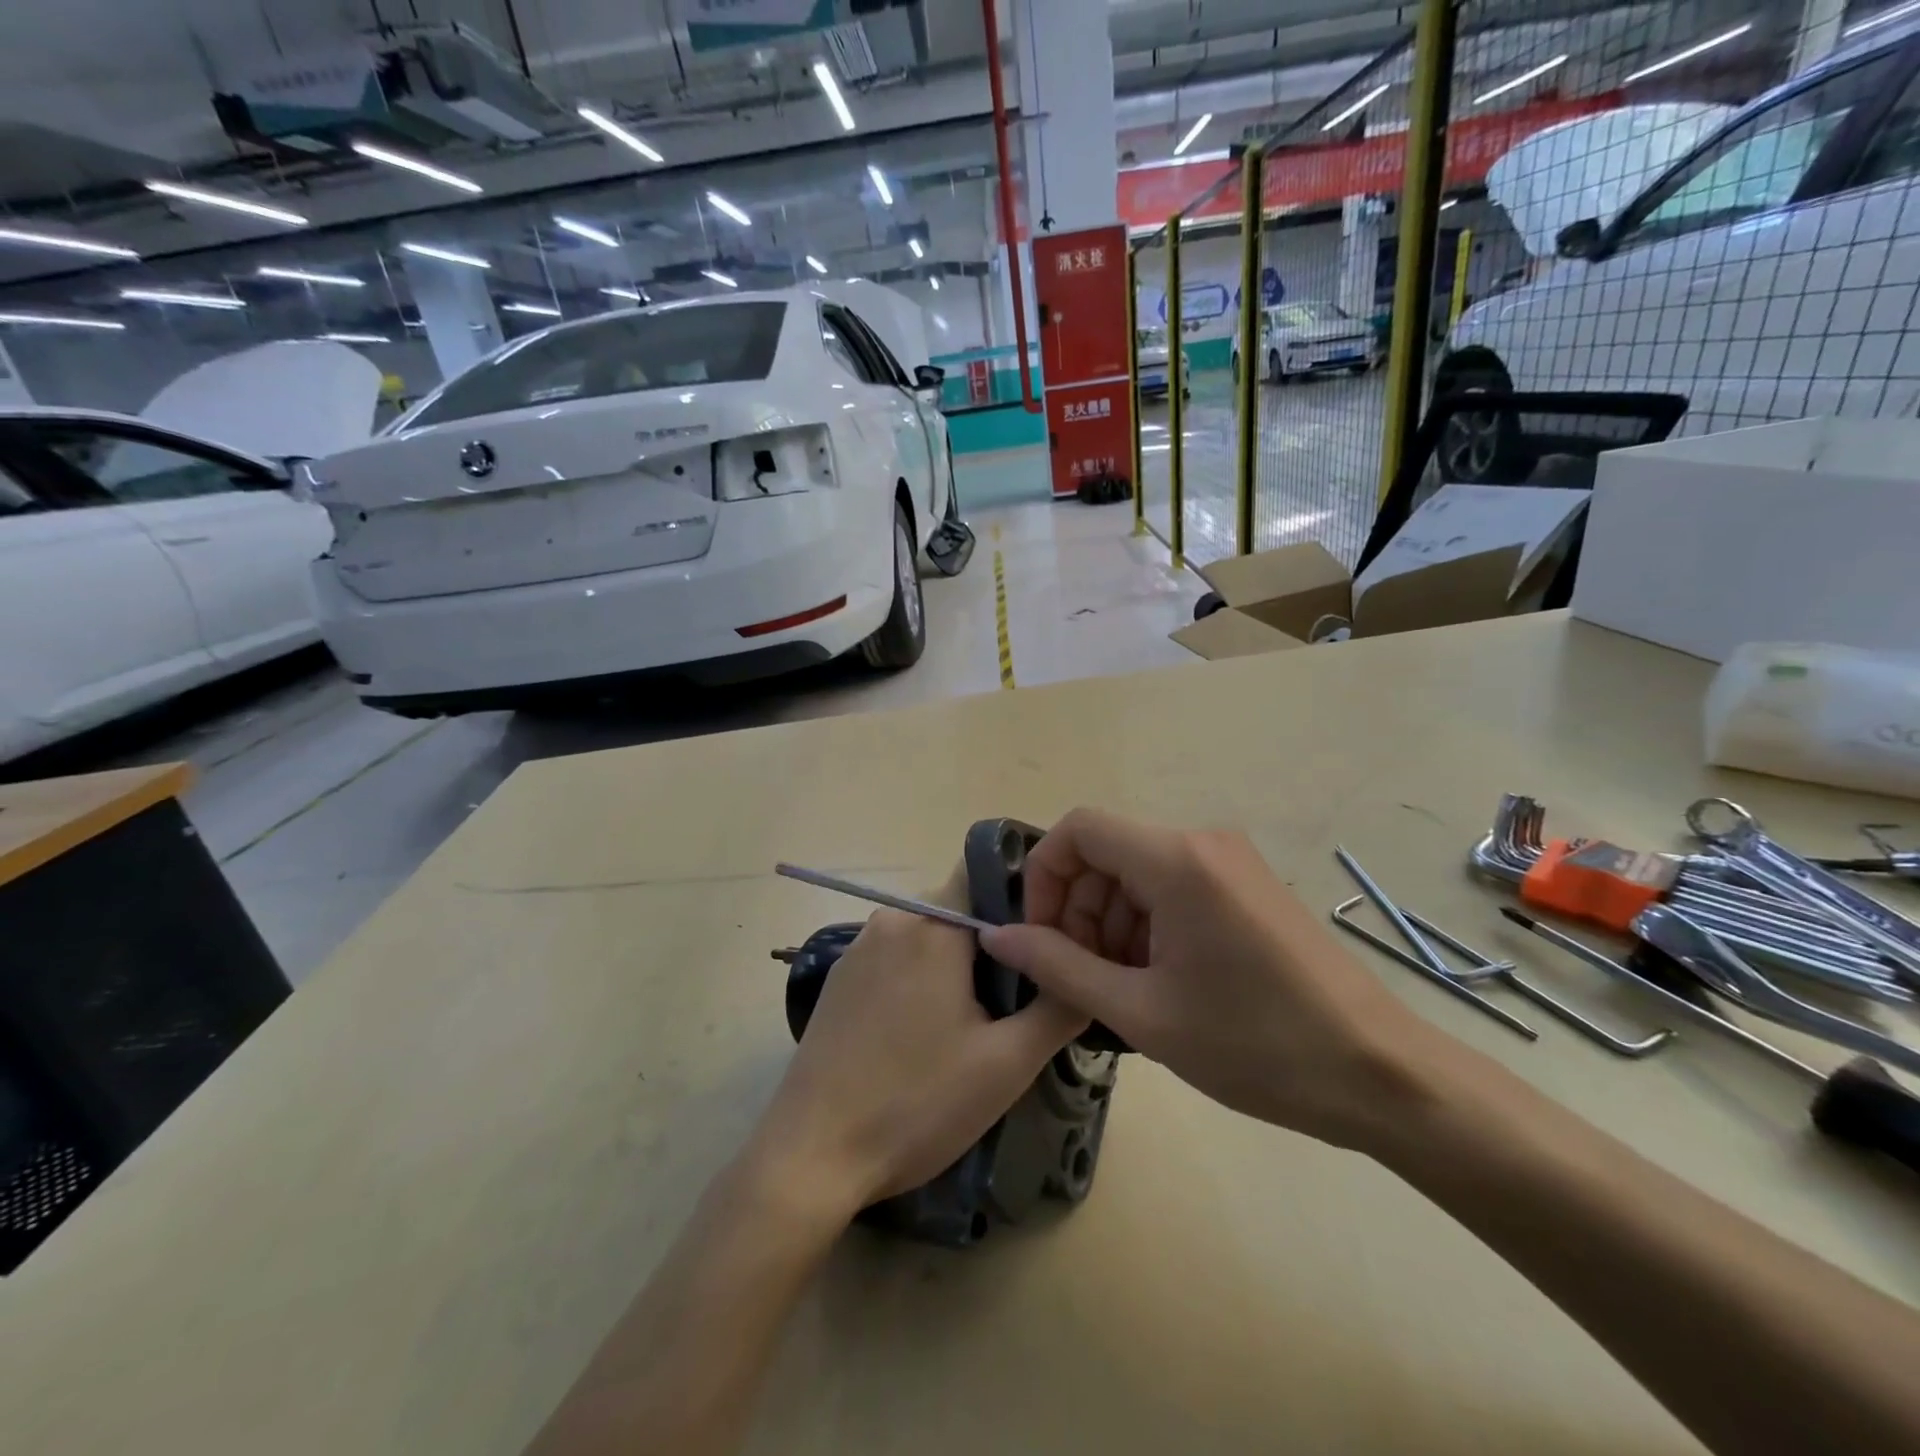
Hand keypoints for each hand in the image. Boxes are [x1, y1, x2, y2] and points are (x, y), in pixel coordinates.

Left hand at [748, 866, 1086, 1219]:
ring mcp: (857, 949)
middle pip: (959, 914)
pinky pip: (894, 960)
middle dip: (990, 951)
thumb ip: (1058, 1007)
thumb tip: (1088, 973)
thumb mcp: (1007, 1063)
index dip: (1022, 908)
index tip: (1043, 953)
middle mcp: (892, 920)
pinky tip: (919, 1039)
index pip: (987, 879)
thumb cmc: (917, 1104)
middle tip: (1009, 1010)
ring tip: (969, 1030)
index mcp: (933, 925)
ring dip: (953, 970)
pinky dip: (917, 983)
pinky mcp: (837, 979)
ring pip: (926, 939)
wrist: (812, 1155)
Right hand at [981, 809, 1451, 1150]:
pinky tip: (1158, 982)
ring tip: (1122, 991)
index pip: (1078, 828)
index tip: (1041, 937)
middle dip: (1077, 909)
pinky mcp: (1246, 886)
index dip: (1043, 876)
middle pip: (1106, 853)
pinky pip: (1172, 888)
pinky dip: (1146, 926)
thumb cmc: (1255, 1045)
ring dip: (1110, 923)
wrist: (1380, 1075)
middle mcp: (1202, 842)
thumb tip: (997, 936)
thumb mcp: (1142, 1013)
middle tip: (1081, 978)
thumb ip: (1059, 968)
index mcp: (1176, 860)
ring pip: (1136, 873)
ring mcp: (1230, 862)